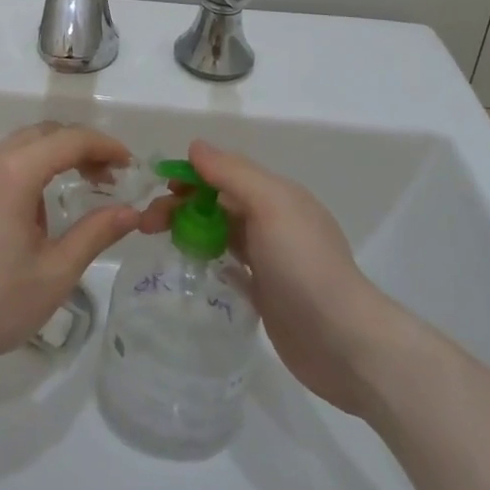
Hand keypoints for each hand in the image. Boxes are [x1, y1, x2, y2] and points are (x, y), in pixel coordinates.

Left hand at [0, 123, 139, 373]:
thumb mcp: (54, 273)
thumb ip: (95, 234)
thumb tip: (130, 212)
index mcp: (13, 172)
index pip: (69, 140)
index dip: (104, 146)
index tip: (129, 165)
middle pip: (41, 135)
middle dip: (78, 149)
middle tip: (105, 179)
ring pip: (14, 149)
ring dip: (47, 163)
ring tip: (63, 206)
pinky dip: (18, 175)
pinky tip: (21, 220)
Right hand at [141, 139, 401, 413]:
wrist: (343, 343)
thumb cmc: (304, 265)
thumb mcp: (269, 206)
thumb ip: (232, 174)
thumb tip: (195, 146)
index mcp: (277, 195)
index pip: (225, 172)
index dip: (190, 174)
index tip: (158, 186)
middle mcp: (273, 221)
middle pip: (218, 202)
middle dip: (181, 204)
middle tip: (146, 223)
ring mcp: (270, 258)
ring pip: (220, 231)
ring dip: (189, 229)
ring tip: (157, 241)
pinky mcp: (266, 292)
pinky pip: (228, 264)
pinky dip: (206, 258)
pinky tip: (187, 266)